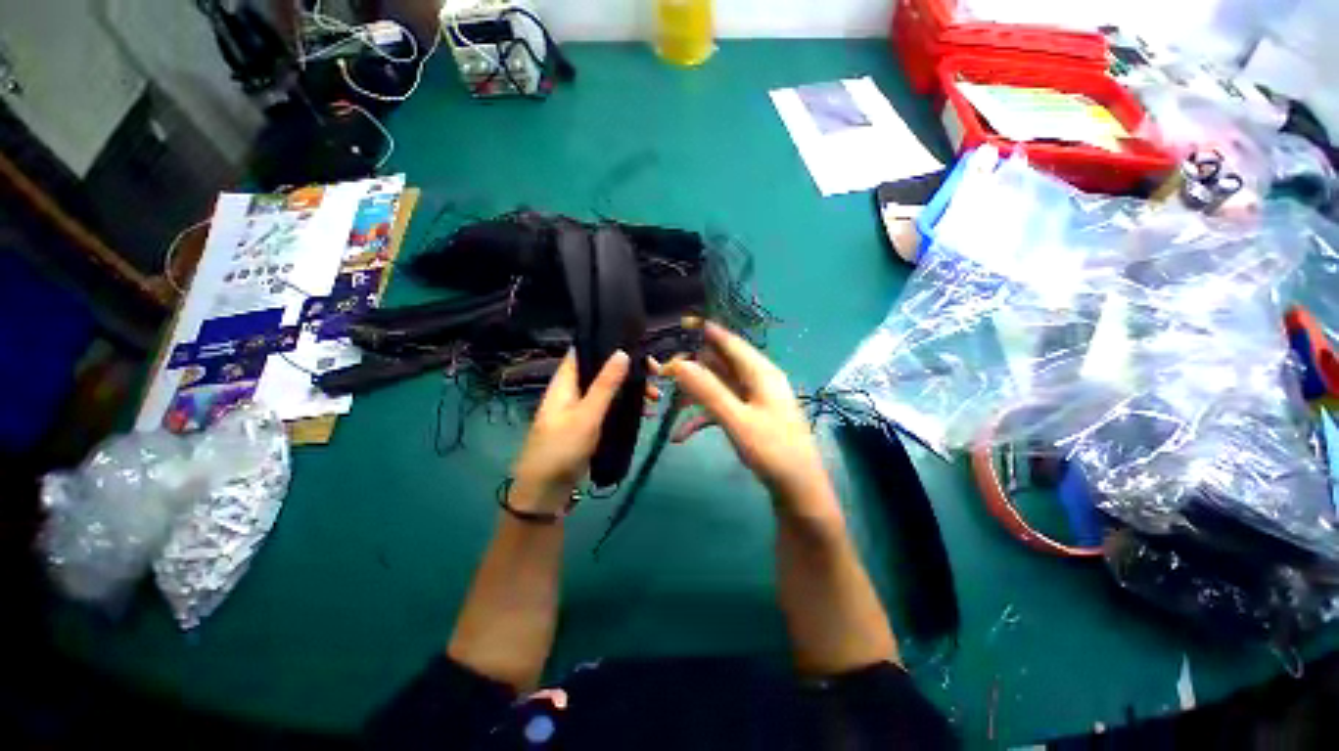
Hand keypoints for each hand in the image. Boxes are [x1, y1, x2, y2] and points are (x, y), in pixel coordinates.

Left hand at [509, 350, 648, 513]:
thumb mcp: (587, 415)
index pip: (585, 349)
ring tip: (655, 398)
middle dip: (629, 370)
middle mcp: (573, 389)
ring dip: (631, 390)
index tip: (637, 345)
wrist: (545, 491)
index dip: (608, 342)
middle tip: (655, 375)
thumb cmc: (561, 449)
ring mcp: (581, 407)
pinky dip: (627, 407)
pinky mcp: (589, 423)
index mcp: (566, 381)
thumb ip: (605, 385)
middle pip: (602, 369)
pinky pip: (611, 407)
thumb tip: (623, 352)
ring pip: (610, 389)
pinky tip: (645, 413)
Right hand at [663, 320, 839, 520]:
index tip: (676, 326)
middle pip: (719, 363)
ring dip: (693, 395)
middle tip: (662, 374)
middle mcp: (756, 380)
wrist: (798, 489)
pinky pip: (720, 408)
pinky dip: (701, 418)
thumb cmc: (772, 451)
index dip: (704, 331)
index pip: (729, 341)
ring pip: (716, 386)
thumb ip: (708, 391)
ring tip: (668, 405)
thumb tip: (680, 363)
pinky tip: (680, 435)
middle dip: (691, 368)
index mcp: (760, 372)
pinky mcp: (748, 416)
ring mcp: (752, 399)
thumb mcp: (736, 420)